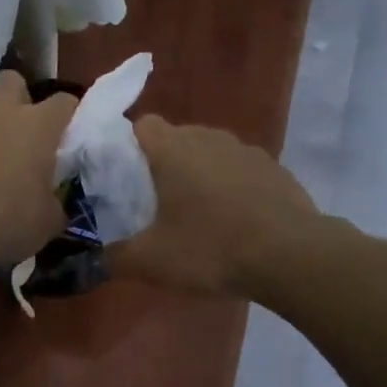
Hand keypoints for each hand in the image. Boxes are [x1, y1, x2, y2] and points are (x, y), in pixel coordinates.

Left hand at [0, 70, 77, 268]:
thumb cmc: (8, 220)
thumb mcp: (48, 221)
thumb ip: (54, 204)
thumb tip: (52, 204)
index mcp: (37, 126)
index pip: (64, 101)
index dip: (70, 114)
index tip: (70, 135)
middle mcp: (1, 115)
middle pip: (12, 81)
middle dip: (20, 98)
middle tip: (25, 132)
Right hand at [110, 117, 318, 297]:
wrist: (292, 257)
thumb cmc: (211, 248)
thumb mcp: (152, 261)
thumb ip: (115, 257)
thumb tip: (94, 260)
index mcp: (172, 149)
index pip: (142, 125)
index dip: (129, 146)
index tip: (125, 178)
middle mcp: (208, 138)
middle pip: (176, 137)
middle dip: (163, 163)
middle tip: (156, 202)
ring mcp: (246, 150)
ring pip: (210, 152)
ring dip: (200, 174)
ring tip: (198, 213)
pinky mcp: (275, 168)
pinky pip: (240, 169)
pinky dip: (232, 186)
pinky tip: (235, 221)